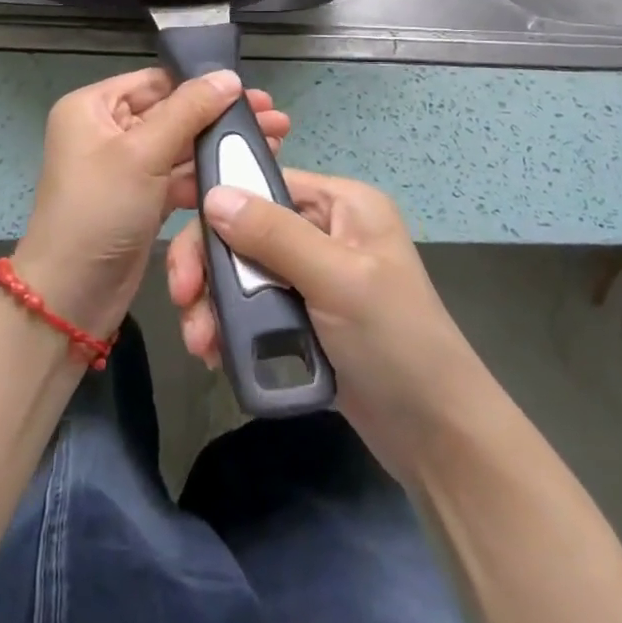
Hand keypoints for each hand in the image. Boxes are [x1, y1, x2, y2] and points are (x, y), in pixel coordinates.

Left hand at [14, 68, 289, 342]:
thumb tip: (229, 76)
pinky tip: (246, 169)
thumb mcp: (143, 154)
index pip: (156, 82)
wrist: (71, 299)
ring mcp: (125, 167)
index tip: (251, 91)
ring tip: (275, 140)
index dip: (202, 84)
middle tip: (275, 116)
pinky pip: (179, 175)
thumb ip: (189, 111)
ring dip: (220, 144)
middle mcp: (106, 130)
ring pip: (181, 145)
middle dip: (221, 116)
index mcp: (92, 107)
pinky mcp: (142, 198)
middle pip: (173, 112)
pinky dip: (208, 173)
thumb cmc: (100, 212)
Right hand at [166, 169, 494, 482]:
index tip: (183, 250)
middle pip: (245, 229)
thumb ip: (274, 235)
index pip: (263, 185)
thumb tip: (214, 194)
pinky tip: (217, 353)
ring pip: (242, 271)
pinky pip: (253, 306)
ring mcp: (313, 275)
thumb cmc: (396, 343)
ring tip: (201, 345)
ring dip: (214, 303)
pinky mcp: (304, 316)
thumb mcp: (337, 280)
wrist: (438, 437)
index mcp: (341, 204)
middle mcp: (324, 229)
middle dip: (210, 267)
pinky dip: (231, 326)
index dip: (218, 209)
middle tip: (185, 305)